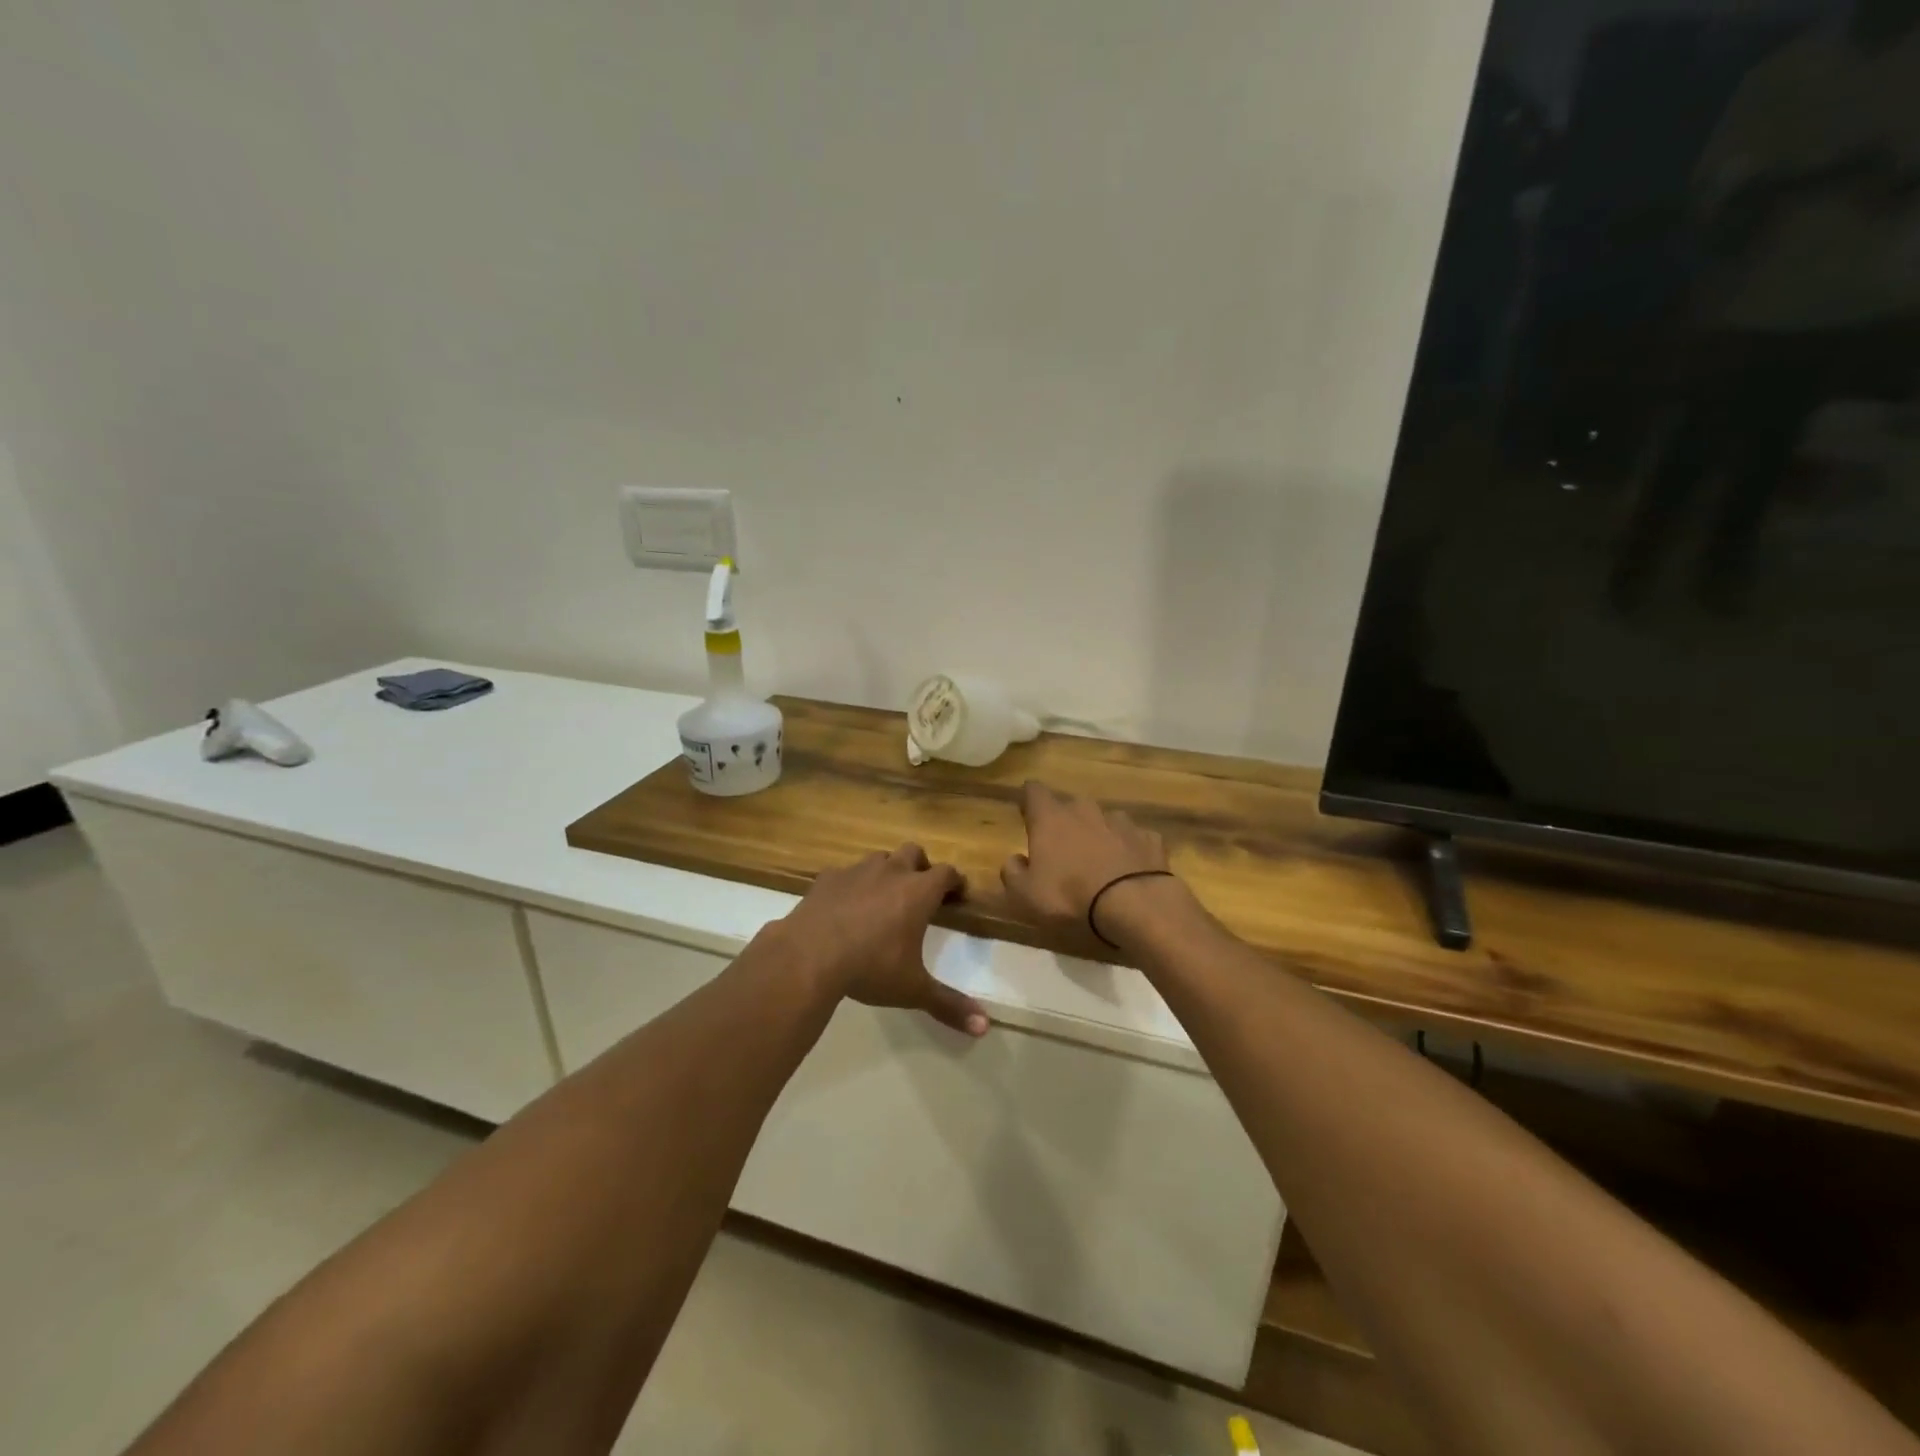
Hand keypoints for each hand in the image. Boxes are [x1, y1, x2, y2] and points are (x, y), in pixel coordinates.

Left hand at [779, 845, 987, 1036]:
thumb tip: (985, 1026)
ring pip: (880, 858)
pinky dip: (851, 884)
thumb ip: (949, 1005)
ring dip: (886, 871)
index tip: (957, 891)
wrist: (809, 955)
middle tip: (920, 889)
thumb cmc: (870, 968)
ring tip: (882, 896)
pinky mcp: (827, 878)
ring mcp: (857, 871)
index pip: (947, 873)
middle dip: (921, 866)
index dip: (955, 881)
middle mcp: (891, 872)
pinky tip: (844, 905)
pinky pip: (846, 873)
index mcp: (918, 892)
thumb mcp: (913, 989)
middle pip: (914, 852)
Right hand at [1000, 782, 1173, 945]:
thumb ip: (1012, 873)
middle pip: (1071, 805)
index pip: (1034, 791)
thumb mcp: (1024, 896)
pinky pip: (1134, 839)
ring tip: (1099, 861)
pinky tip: (1130, 870)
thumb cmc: (1070, 898)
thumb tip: (1014, 860)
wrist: (1136, 906)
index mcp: (1051, 819)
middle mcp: (1085, 811)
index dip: (1029, 800)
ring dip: (1099, 834)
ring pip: (1105, 820)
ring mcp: (1121, 822)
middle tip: (1063, 848)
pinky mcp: (1150, 839)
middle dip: (1066, 821)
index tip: (1027, 812)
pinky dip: (1129, 850)